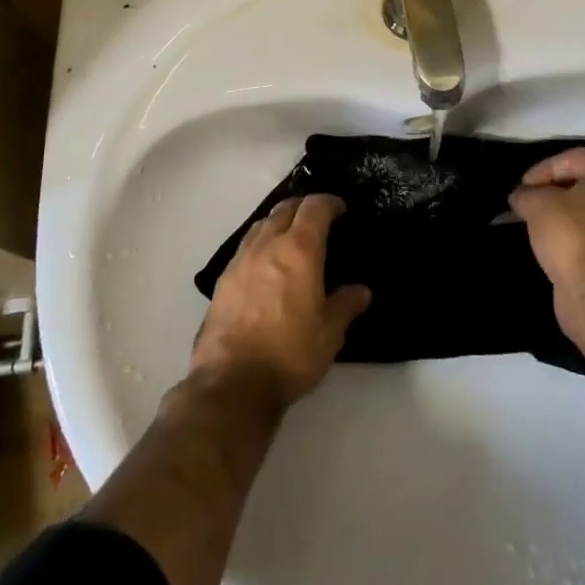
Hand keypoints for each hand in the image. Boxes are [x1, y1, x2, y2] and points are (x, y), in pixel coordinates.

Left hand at [191, 194, 371, 408]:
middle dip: (303, 206)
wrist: (232, 382)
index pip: (314, 208)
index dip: (329, 202)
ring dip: (279, 221)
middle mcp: (268, 244)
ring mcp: (241, 259)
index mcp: (299, 250)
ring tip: (290, 236)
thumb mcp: (329, 335)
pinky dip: (260, 242)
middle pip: (285, 208)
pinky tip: (265, 263)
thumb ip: (345, 306)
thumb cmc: (289, 354)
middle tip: (317, 218)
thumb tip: (361, 291)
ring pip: (262, 223)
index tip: (340, 208)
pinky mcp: (223, 278)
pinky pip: (246, 245)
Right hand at [509, 149, 584, 343]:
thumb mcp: (538, 205)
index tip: (523, 187)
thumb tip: (522, 196)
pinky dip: (573, 239)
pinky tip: (553, 248)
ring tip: (537, 226)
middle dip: (554, 192)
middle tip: (530, 203)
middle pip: (584, 184)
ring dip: (564, 217)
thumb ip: (527, 193)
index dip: (543, 168)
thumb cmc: (572, 237)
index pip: (573, 158)